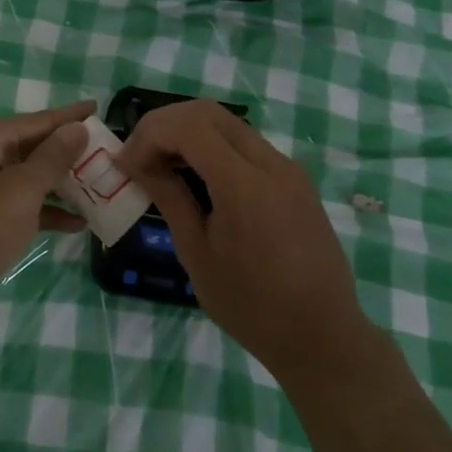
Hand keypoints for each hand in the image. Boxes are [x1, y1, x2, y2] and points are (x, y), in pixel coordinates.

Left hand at [0, 101, 94, 325]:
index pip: (41, 119)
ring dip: (60, 185)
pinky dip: (41, 211)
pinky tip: (71, 225)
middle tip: (109, 159)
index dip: (72, 116)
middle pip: (33, 146)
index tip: (100, 108)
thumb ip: (50, 160)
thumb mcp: (18, 194)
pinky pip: (14, 204)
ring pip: (25, 177)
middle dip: (70, 154)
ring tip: (99, 192)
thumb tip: (76, 128)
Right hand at [116, 100, 370, 385]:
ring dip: (188, 132)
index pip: (189, 126)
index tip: (126, 163)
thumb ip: (169, 197)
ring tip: (163, 165)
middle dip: (165, 124)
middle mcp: (270, 163)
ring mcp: (287, 168)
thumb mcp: (197, 253)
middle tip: (139, 155)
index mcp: (245, 184)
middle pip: (207, 112)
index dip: (150, 134)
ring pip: (227, 124)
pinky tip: (196, 177)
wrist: (324, 338)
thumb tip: (135, 162)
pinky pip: (245, 144)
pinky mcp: (294, 179)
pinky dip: (212, 146)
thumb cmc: (252, 306)